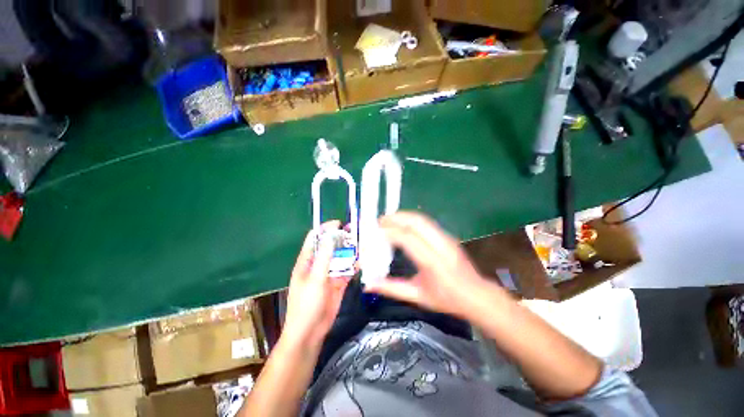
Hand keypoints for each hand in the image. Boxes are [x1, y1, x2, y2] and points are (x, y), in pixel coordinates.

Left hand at [281, 221, 350, 349]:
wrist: (310, 333)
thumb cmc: (306, 305)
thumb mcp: (315, 280)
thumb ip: (324, 258)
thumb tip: (330, 236)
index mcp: (307, 261)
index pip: (315, 239)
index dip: (325, 229)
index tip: (339, 224)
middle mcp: (318, 264)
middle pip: (330, 246)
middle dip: (341, 239)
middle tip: (355, 232)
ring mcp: (329, 274)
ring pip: (340, 258)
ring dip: (349, 251)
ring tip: (362, 244)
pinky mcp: (338, 283)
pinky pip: (347, 270)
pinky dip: (354, 265)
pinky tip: (362, 261)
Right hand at [364, 212, 491, 317]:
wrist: (477, 295)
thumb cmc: (447, 300)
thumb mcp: (418, 297)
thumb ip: (392, 288)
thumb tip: (368, 284)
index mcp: (434, 263)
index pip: (409, 239)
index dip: (391, 232)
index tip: (375, 231)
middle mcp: (441, 245)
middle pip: (416, 222)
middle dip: (395, 218)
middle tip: (379, 221)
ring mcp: (446, 238)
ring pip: (422, 218)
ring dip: (403, 216)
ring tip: (387, 219)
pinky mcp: (447, 235)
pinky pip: (426, 222)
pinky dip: (410, 218)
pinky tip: (402, 223)